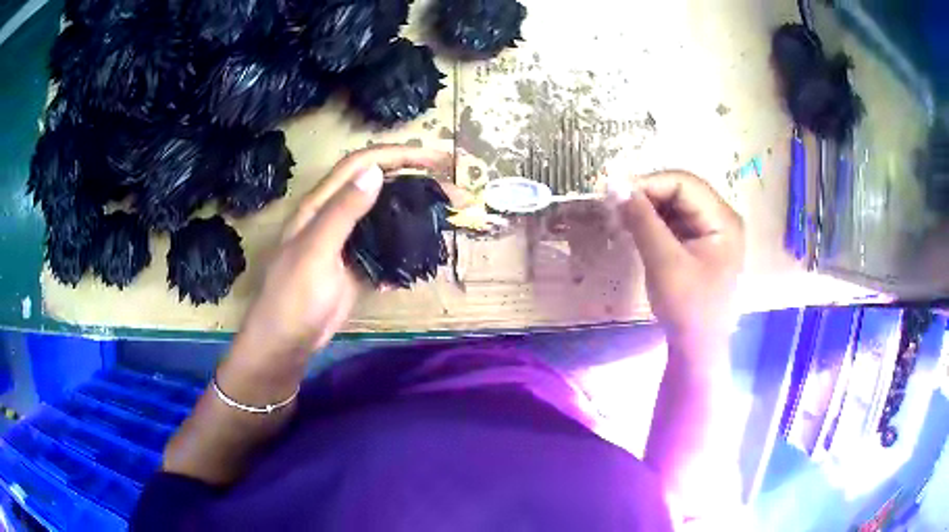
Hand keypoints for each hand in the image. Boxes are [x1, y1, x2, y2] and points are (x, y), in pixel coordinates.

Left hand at [232, 145, 452, 370]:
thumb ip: (342, 211)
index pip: (361, 164)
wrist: (288, 342)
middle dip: (415, 181)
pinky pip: (384, 247)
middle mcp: (334, 216)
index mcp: (320, 205)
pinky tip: (420, 255)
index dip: (398, 155)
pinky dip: (403, 247)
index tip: (435, 160)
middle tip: (452, 190)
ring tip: (446, 216)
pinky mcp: (355, 265)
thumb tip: (376, 171)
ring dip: (413, 213)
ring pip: (384, 216)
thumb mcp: (316, 251)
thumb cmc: (295, 296)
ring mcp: (346, 242)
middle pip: (377, 186)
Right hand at [608, 170, 743, 349]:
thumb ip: (642, 220)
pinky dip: (655, 223)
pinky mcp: (702, 245)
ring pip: (677, 205)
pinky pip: (677, 222)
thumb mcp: (664, 262)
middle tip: (615, 207)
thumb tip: (614, 184)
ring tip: (622, 219)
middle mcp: (722, 219)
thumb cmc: (687, 308)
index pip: (684, 184)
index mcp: (723, 220)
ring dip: (648, 209)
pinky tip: (637, 230)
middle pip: (682, 191)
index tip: (615, 195)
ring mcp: (713, 232)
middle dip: (647, 196)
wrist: (698, 349)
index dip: (649, 183)